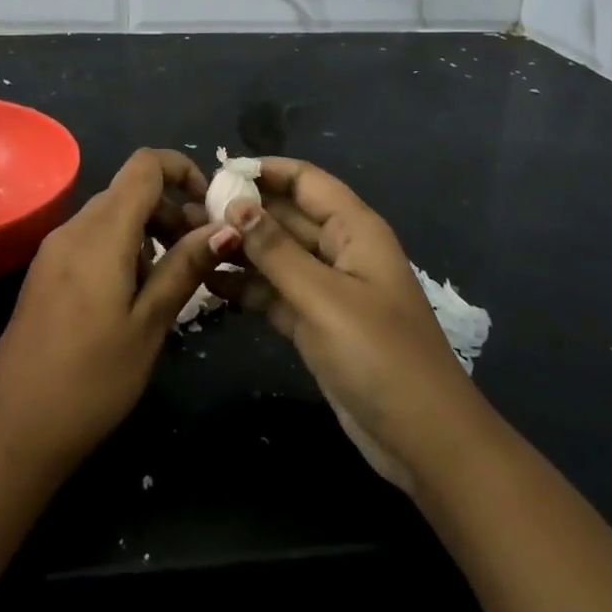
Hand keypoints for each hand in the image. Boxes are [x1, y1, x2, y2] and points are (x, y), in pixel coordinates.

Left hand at [0, 148, 240, 472]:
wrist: (14, 428)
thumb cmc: (91, 381)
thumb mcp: (149, 324)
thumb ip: (185, 267)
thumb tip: (225, 227)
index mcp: (101, 233)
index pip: (145, 165)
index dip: (182, 170)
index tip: (210, 207)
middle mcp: (73, 229)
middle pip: (129, 190)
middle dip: (170, 210)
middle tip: (200, 255)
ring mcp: (54, 250)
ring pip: (111, 216)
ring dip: (148, 232)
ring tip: (171, 283)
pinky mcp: (46, 272)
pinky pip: (92, 239)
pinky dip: (123, 249)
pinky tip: (134, 296)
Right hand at [205, 157, 476, 494]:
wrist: (424, 440)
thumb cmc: (380, 356)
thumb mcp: (324, 298)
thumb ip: (275, 250)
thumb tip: (234, 205)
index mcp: (354, 229)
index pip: (304, 180)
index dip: (263, 171)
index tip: (214, 173)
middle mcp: (339, 250)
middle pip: (285, 215)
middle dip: (241, 211)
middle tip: (187, 212)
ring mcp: (326, 288)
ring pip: (275, 254)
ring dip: (237, 249)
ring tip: (187, 243)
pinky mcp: (313, 321)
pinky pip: (273, 291)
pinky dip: (245, 287)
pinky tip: (207, 283)